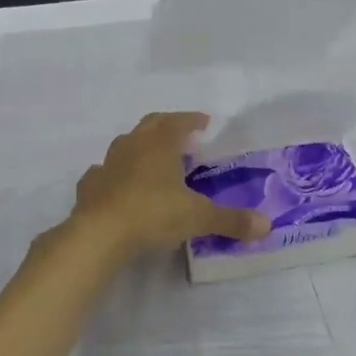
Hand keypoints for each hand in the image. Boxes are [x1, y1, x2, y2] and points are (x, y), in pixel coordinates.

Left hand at [70, 113, 270, 256]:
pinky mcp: (89, 186)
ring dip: (139, 147)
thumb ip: (231, 220)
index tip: (204, 122)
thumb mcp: (198, 218)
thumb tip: (266, 225)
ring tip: (152, 160)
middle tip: (181, 136)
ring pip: (125, 145)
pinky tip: (119, 185)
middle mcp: (132, 146)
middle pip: (150, 125)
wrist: (99, 235)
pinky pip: (103, 173)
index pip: (179, 122)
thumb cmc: (153, 214)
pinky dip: (114, 174)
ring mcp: (107, 165)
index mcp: (160, 144)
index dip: (192, 120)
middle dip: (167, 126)